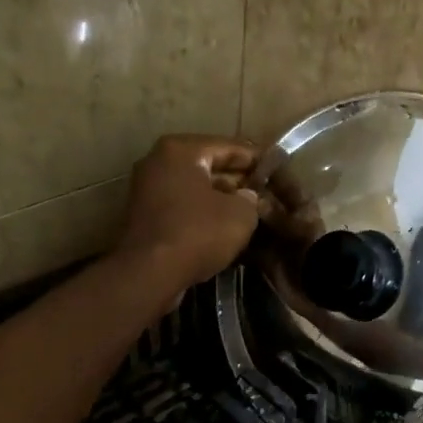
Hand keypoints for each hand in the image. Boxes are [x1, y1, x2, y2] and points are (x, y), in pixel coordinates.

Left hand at [116, 135, 261, 292]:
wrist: (148, 275)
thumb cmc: (197, 233)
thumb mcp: (241, 214)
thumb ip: (252, 199)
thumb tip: (248, 197)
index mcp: (182, 150)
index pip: (231, 147)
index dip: (259, 162)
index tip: (278, 175)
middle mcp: (159, 161)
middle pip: (210, 166)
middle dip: (239, 182)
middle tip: (266, 196)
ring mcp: (147, 189)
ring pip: (196, 188)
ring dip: (222, 199)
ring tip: (251, 214)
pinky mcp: (144, 216)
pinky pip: (183, 207)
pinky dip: (203, 214)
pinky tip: (225, 229)